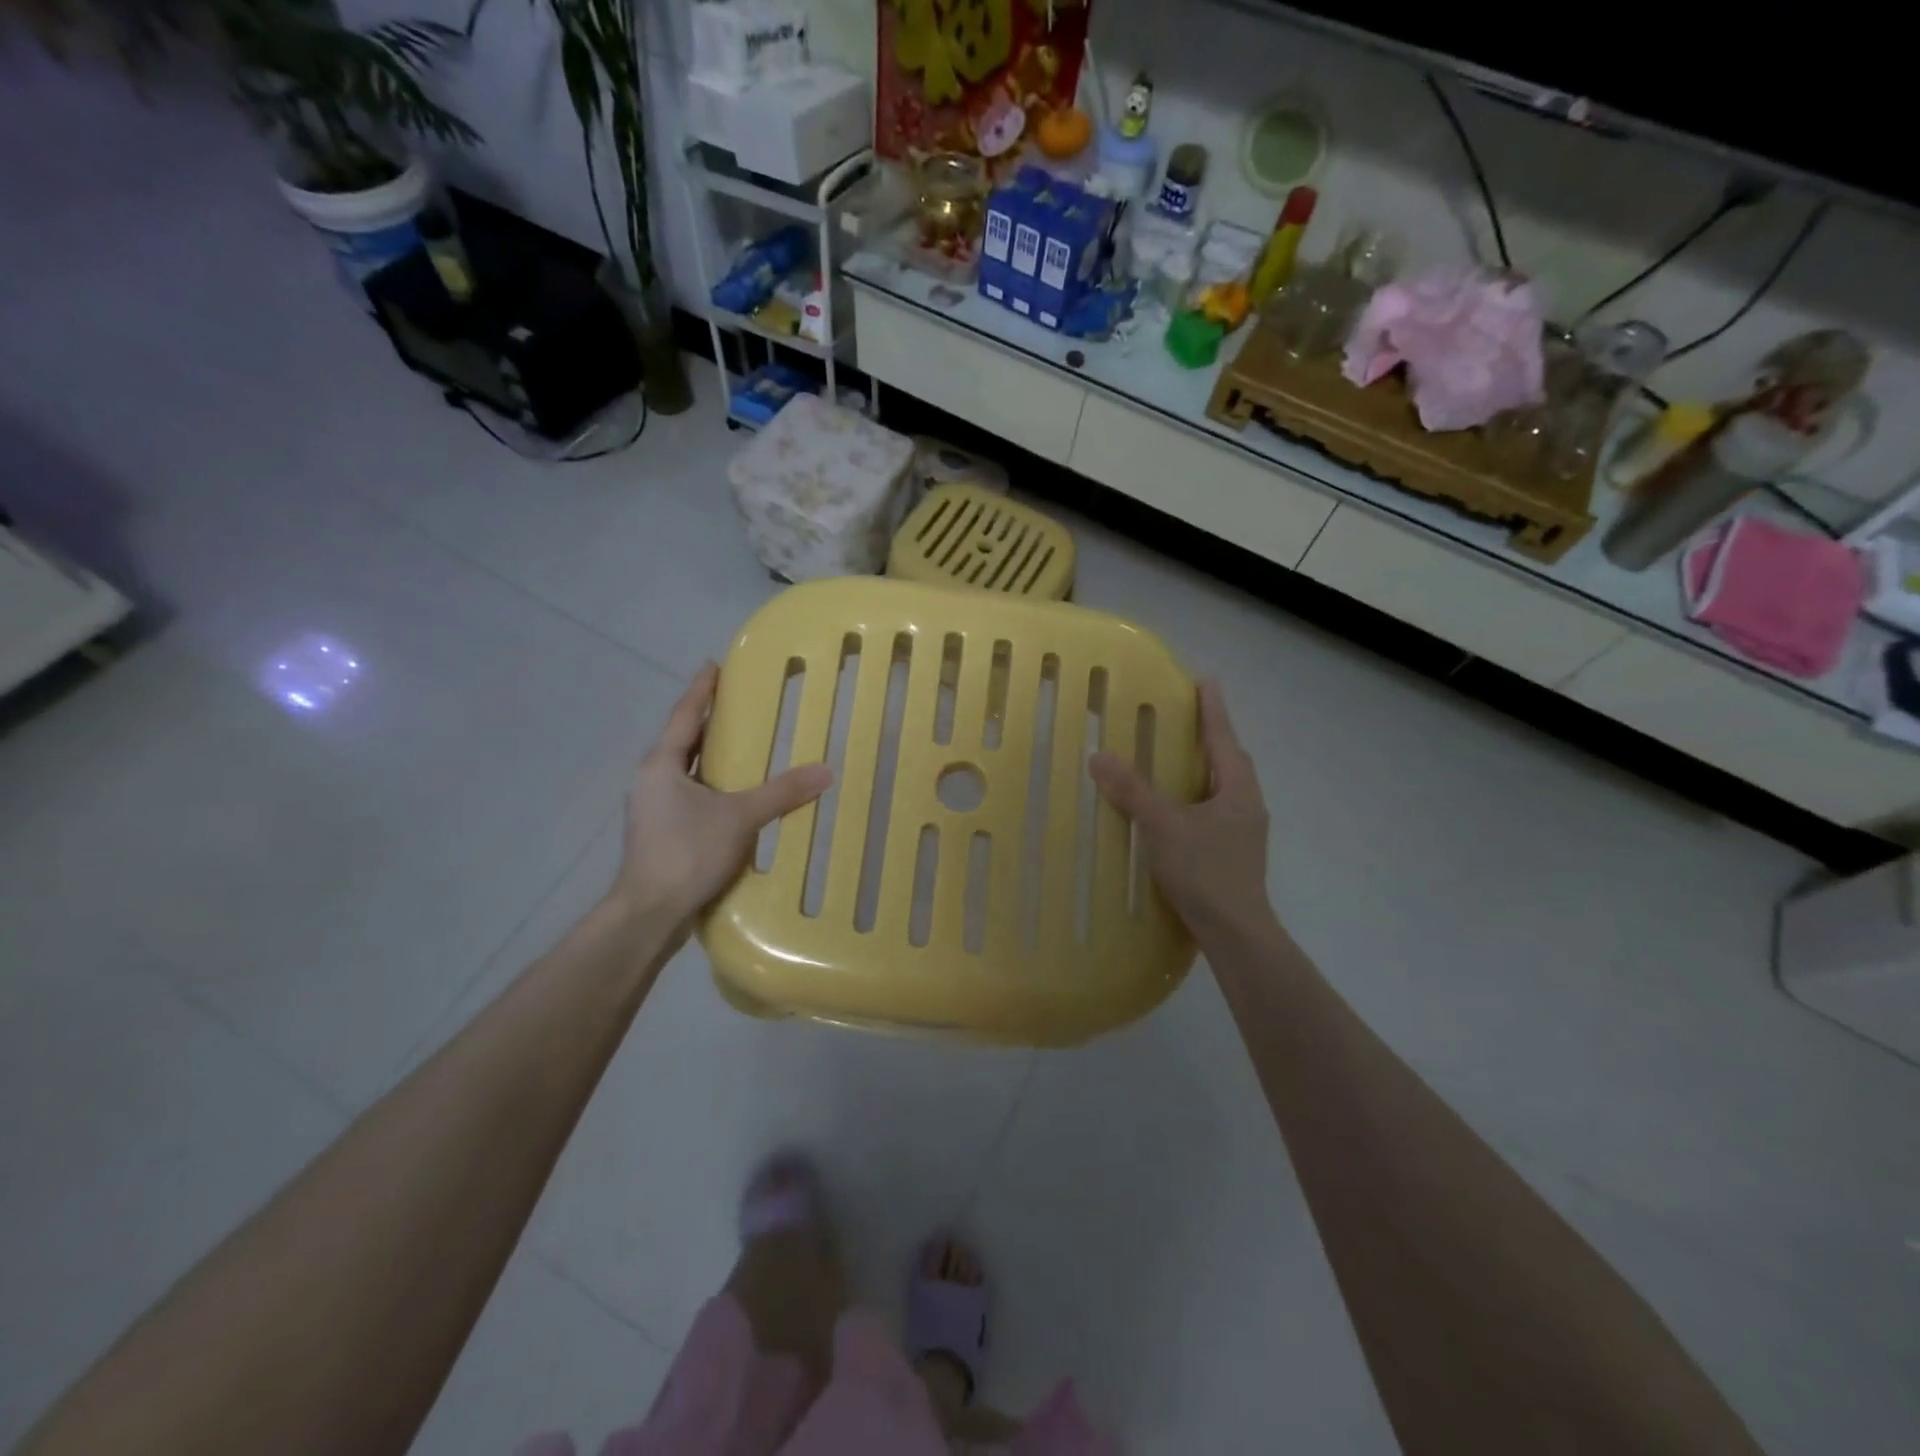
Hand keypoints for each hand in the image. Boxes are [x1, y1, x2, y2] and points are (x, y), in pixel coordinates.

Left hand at [614, 664, 831, 926]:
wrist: (649, 912)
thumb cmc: (687, 852)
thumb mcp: (740, 818)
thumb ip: (781, 793)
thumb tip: (825, 771)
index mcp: (662, 763)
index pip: (684, 714)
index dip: (701, 689)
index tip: (714, 665)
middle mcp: (652, 779)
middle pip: (682, 739)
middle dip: (707, 720)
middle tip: (737, 702)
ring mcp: (653, 807)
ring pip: (684, 769)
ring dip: (708, 754)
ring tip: (740, 744)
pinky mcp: (660, 832)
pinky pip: (688, 794)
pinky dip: (710, 784)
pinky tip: (732, 794)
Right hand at [1089, 679, 1273, 937]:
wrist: (1235, 933)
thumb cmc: (1205, 872)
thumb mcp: (1163, 826)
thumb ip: (1132, 791)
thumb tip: (1099, 756)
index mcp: (1238, 790)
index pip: (1224, 739)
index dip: (1213, 710)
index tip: (1206, 681)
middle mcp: (1247, 805)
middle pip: (1228, 761)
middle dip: (1210, 737)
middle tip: (1187, 717)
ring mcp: (1243, 832)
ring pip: (1222, 788)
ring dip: (1203, 769)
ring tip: (1179, 758)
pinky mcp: (1233, 854)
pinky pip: (1214, 811)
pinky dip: (1196, 797)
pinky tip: (1176, 809)